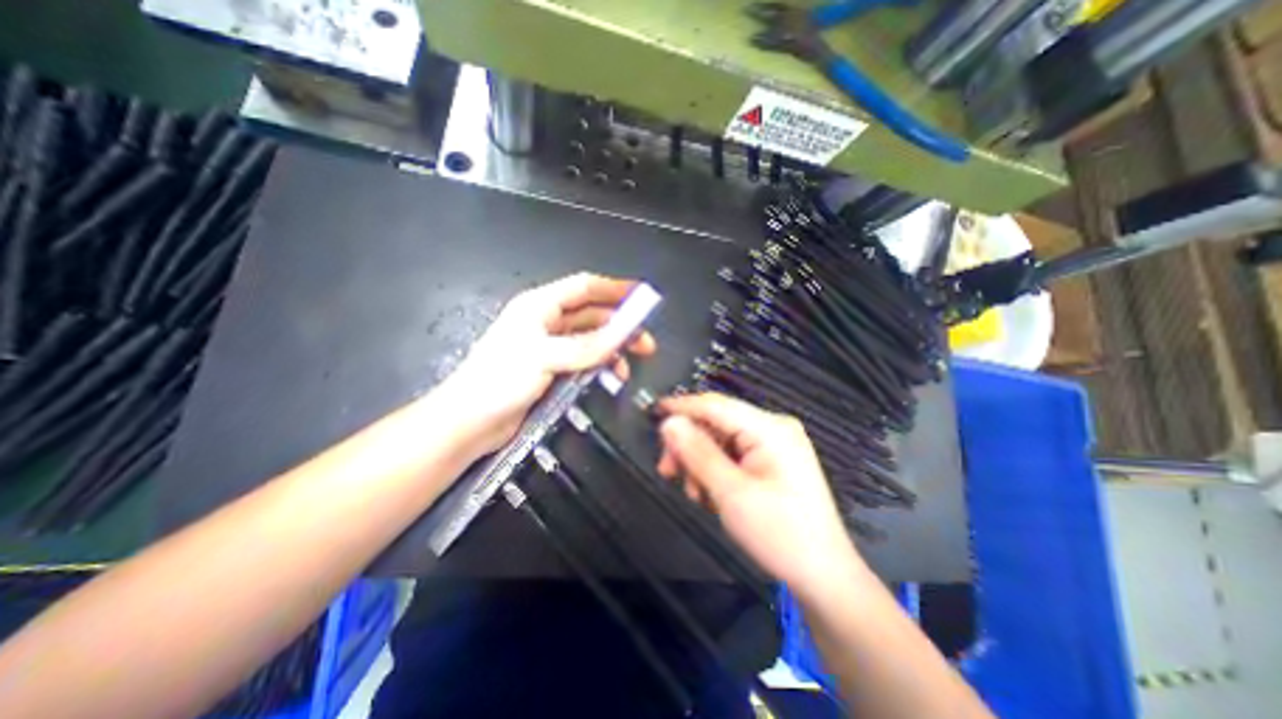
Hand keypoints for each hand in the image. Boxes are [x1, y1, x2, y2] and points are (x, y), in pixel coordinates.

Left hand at [442, 273, 658, 456]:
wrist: (470, 421)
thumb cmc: (498, 380)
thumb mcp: (544, 357)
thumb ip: (585, 347)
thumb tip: (622, 336)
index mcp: (539, 306)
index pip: (584, 287)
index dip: (614, 288)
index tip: (642, 297)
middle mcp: (546, 322)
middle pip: (592, 314)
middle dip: (620, 324)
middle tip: (645, 341)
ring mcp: (550, 347)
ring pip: (591, 339)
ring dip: (612, 348)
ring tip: (630, 363)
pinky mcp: (552, 369)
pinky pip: (584, 361)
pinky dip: (600, 365)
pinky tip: (611, 376)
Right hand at [661, 393, 859, 589]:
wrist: (821, 576)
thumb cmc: (780, 534)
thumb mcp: (732, 493)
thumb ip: (697, 453)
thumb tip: (669, 422)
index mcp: (770, 428)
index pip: (715, 405)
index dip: (681, 407)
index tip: (652, 411)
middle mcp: (772, 428)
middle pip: (716, 423)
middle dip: (689, 446)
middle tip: (667, 471)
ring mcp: (773, 445)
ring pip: (720, 441)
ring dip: (700, 463)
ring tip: (695, 493)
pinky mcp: (770, 461)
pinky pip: (731, 455)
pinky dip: (714, 471)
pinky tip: (710, 494)